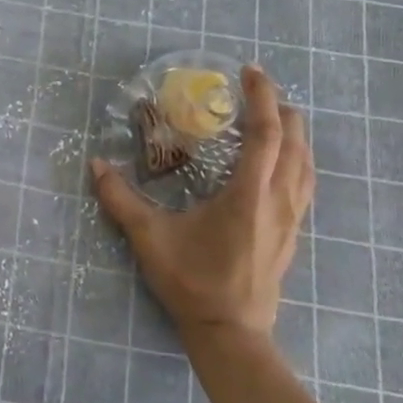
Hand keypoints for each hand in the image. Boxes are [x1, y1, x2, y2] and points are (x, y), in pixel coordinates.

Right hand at [90, 65, 313, 344]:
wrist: (230, 332)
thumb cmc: (192, 282)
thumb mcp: (149, 239)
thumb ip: (121, 200)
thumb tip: (96, 165)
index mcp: (248, 195)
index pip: (266, 134)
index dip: (261, 97)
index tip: (250, 71)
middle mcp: (277, 200)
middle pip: (295, 142)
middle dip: (282, 108)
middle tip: (258, 90)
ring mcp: (290, 219)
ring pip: (306, 164)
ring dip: (294, 134)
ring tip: (275, 116)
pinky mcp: (292, 234)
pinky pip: (305, 184)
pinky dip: (297, 159)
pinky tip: (282, 163)